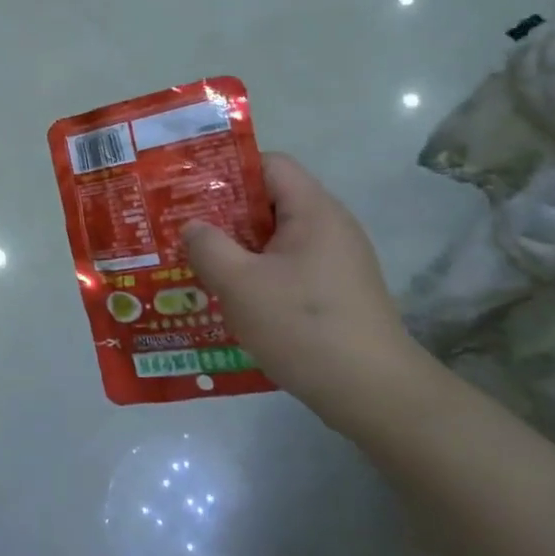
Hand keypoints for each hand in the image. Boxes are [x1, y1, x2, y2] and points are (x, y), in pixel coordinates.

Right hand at [182, 154, 420, 419]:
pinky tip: (231, 300)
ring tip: (198, 267)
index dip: (228, 172)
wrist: (372, 391)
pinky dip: (258, 276)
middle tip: (183, 232)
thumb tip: (193, 227)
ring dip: (238, 250)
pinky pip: (288, 269)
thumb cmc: (302, 326)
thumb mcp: (240, 284)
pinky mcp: (336, 293)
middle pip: (270, 202)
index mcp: (313, 211)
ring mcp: (336, 262)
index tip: (189, 193)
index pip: (270, 164)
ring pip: (276, 241)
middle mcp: (330, 227)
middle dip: (224, 215)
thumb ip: (208, 247)